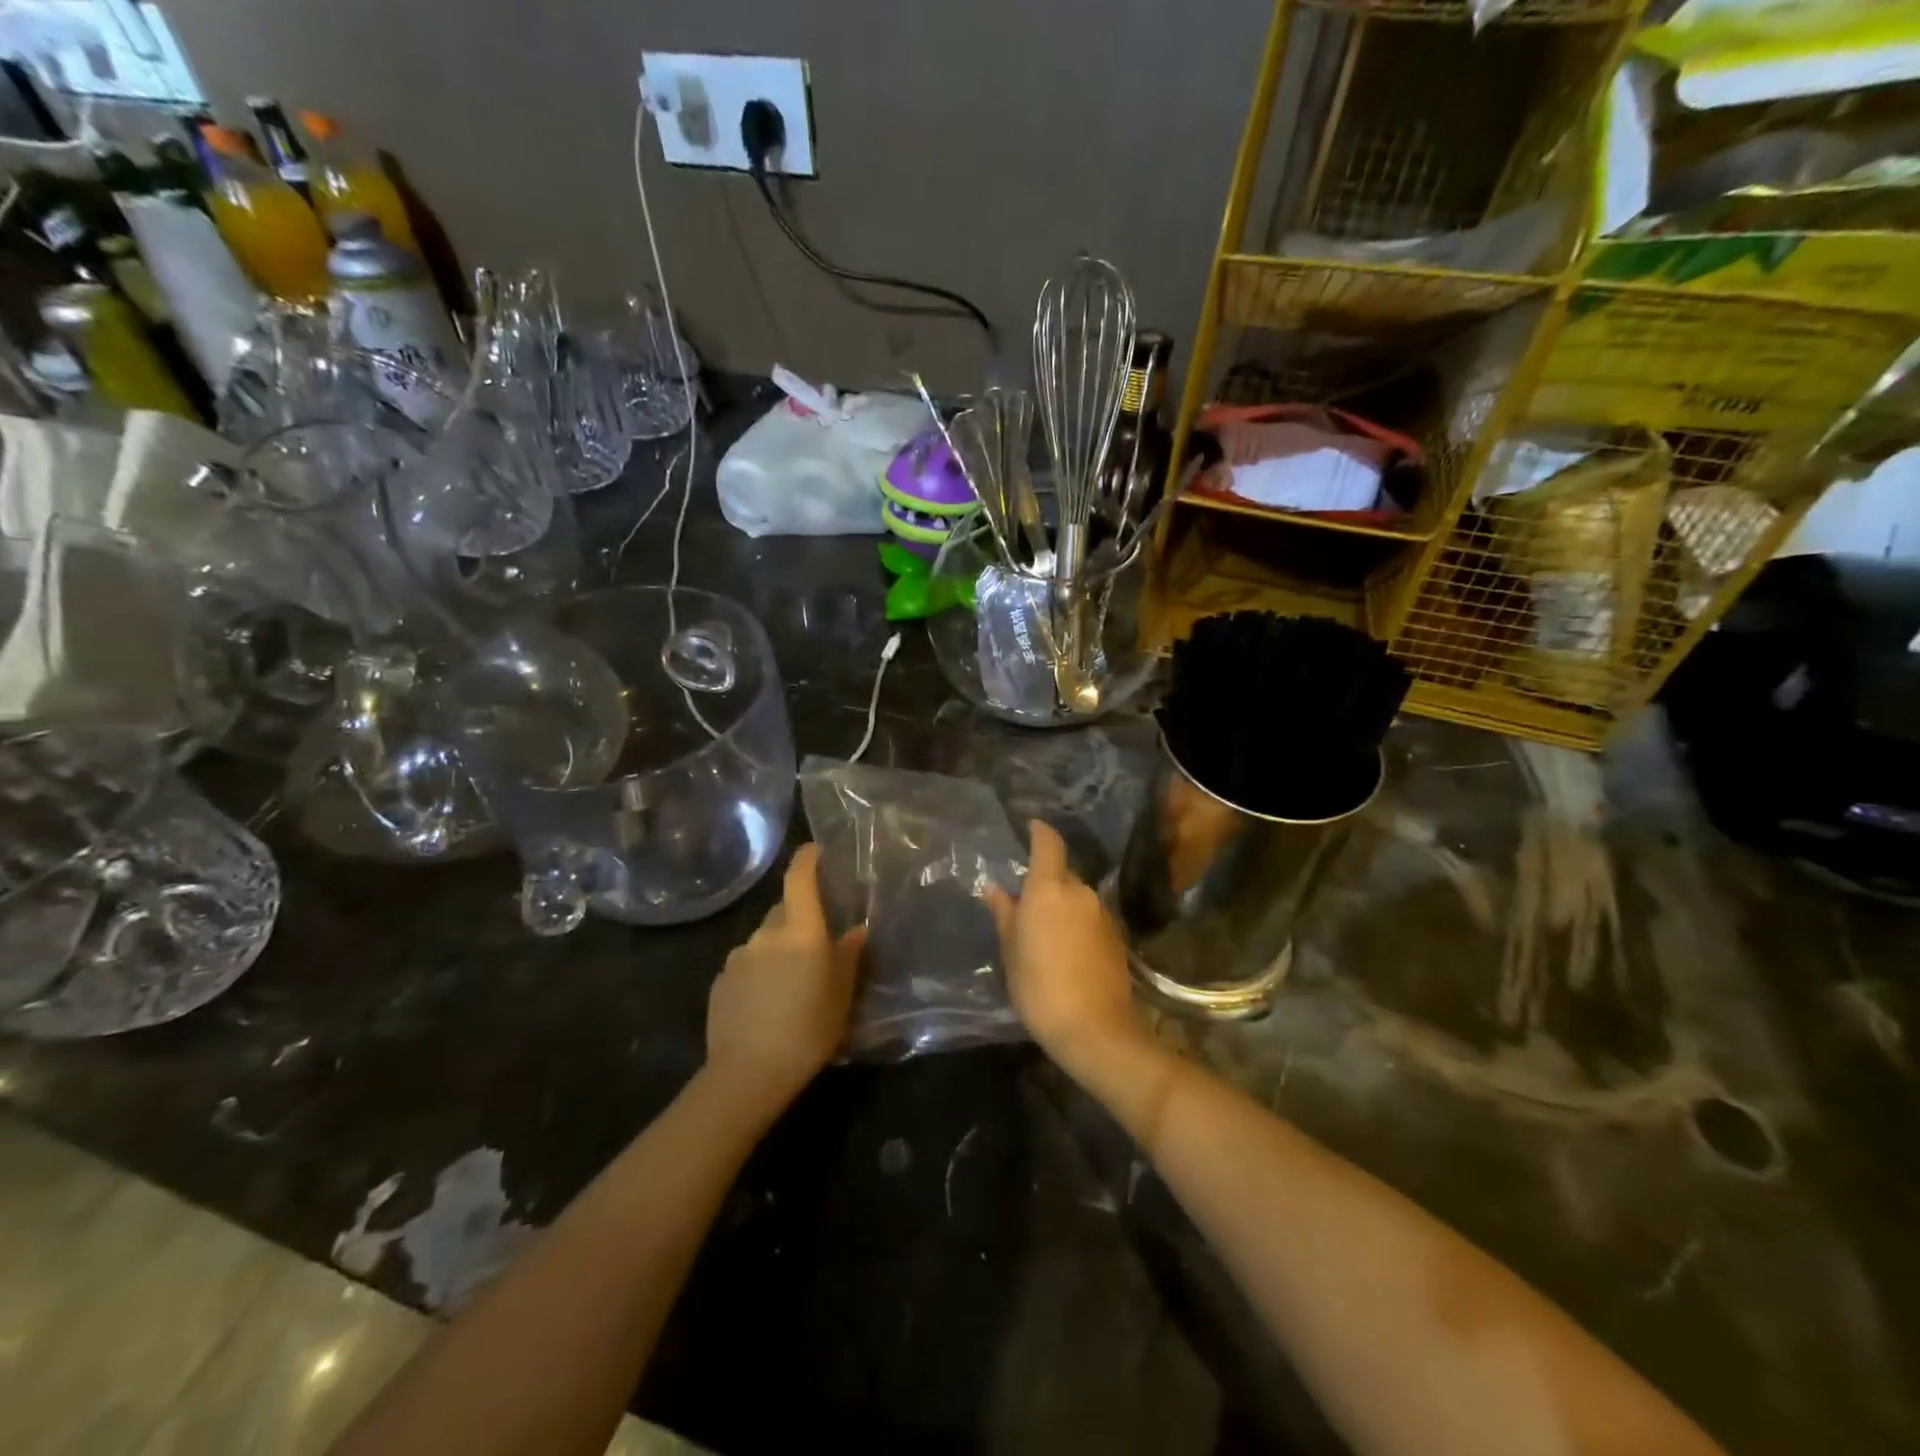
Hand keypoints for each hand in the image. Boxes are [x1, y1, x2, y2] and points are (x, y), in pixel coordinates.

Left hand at [705, 844, 864, 1120]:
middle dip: (800, 917)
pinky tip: (767, 1002)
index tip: (816, 850)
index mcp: (800, 931)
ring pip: (765, 939)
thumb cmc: (809, 1030)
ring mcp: (738, 956)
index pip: (799, 878)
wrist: (748, 1074)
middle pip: (784, 910)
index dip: (807, 858)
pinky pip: (747, 964)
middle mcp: (766, 933)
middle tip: (817, 943)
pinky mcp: (720, 981)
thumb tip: (855, 931)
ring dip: (779, 948)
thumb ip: (848, 956)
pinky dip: (759, 972)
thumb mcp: (842, 995)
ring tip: (792, 982)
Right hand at [985, 820, 1149, 1080]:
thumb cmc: (1039, 987)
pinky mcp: (1116, 936)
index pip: (1048, 844)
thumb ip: (1004, 914)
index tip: (1030, 826)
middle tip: (1024, 904)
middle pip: (1062, 873)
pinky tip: (1066, 949)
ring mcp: (1102, 913)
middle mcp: (1080, 892)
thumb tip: (995, 888)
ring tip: (1043, 932)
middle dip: (1045, 881)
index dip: (1040, 831)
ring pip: (1077, 897)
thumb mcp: (1011, 951)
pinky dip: (1077, 923)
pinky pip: (1090, 917)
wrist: (1095, 1029)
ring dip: (1061, 905)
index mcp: (1049, 889)